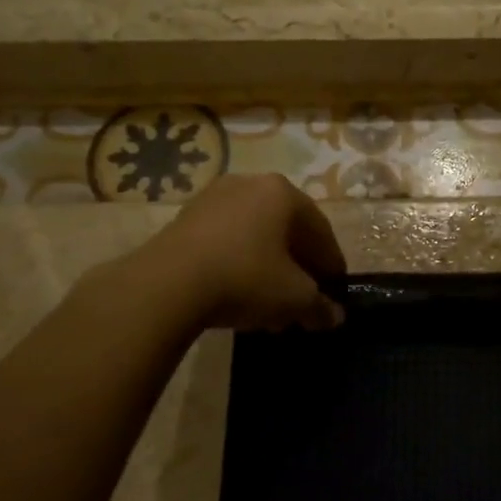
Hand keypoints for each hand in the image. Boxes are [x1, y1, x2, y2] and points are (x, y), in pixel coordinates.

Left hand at [114, 174, 346, 332]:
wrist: (166, 285)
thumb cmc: (245, 278)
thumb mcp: (294, 298)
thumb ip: (320, 306)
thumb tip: (333, 316)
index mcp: (283, 193)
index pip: (320, 230)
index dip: (331, 264)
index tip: (334, 291)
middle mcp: (250, 184)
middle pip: (286, 231)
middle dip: (297, 268)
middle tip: (302, 300)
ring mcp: (213, 198)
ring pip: (255, 236)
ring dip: (268, 269)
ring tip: (269, 306)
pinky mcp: (184, 218)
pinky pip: (226, 241)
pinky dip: (239, 264)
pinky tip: (237, 295)